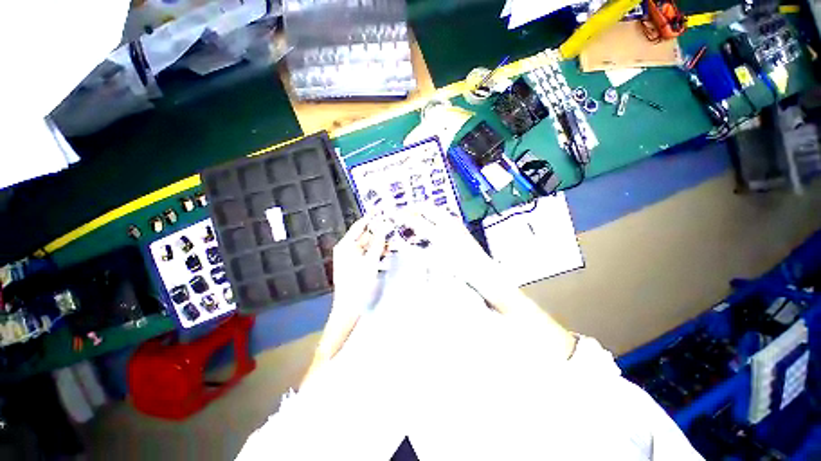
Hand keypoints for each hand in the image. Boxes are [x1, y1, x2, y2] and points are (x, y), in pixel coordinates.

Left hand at [331, 215, 389, 313]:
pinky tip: (387, 252)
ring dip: (380, 244)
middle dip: (379, 233)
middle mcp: (347, 249)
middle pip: (365, 236)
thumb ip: (377, 243)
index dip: (371, 218)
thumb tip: (384, 227)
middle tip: (393, 227)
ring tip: (394, 241)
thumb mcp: (370, 261)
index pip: (359, 226)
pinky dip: (377, 253)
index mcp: (346, 245)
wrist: (349, 307)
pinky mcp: (356, 265)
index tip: (382, 211)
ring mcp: (351, 258)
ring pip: (368, 246)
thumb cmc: (358, 283)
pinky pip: (368, 254)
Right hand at [397, 210, 514, 293]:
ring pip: (434, 210)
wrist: (481, 270)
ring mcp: (454, 222)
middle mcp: (447, 223)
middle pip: (426, 208)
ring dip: (422, 211)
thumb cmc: (457, 269)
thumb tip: (402, 243)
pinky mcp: (458, 225)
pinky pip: (441, 215)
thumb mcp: (433, 262)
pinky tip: (428, 224)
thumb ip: (416, 251)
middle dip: (413, 208)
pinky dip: (431, 216)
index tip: (394, 216)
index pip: (416, 220)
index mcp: (439, 233)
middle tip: (402, 213)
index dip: (403, 217)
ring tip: (413, 217)